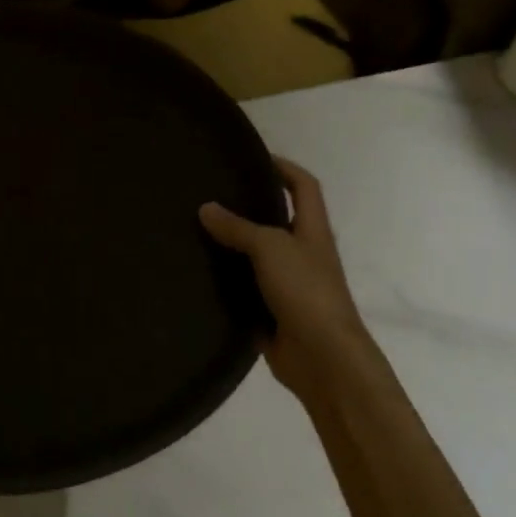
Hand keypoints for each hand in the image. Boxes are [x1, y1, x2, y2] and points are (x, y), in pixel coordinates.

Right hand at [200, 158, 374, 403]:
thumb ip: (238, 227)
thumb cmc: (305, 291)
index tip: (253, 159)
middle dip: (247, 206)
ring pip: (256, 256)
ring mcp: (287, 284)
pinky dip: (225, 282)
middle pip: (276, 220)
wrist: (322, 357)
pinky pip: (243, 289)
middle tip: (209, 194)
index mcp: (312, 231)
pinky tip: (197, 274)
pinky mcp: (270, 311)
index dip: (284, 168)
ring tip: (194, 230)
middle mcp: (301, 253)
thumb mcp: (271, 248)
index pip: (304, 186)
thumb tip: (205, 208)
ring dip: (231, 245)